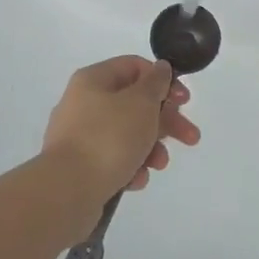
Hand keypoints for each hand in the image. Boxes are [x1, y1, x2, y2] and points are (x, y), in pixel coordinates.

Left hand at [41, 56, 200, 218]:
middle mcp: (83, 103)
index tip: (184, 101)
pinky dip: (129, 167)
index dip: (163, 80)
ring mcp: (79, 136)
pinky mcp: (79, 166)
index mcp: (93, 80)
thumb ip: (156, 83)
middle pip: (134, 103)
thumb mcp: (141, 103)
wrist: (67, 191)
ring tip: (159, 165)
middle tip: (190, 137)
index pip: (134, 67)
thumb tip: (160, 68)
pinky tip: (136, 180)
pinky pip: (112, 159)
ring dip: (150, 147)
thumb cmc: (108, 138)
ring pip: (126, 134)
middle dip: (165, 121)